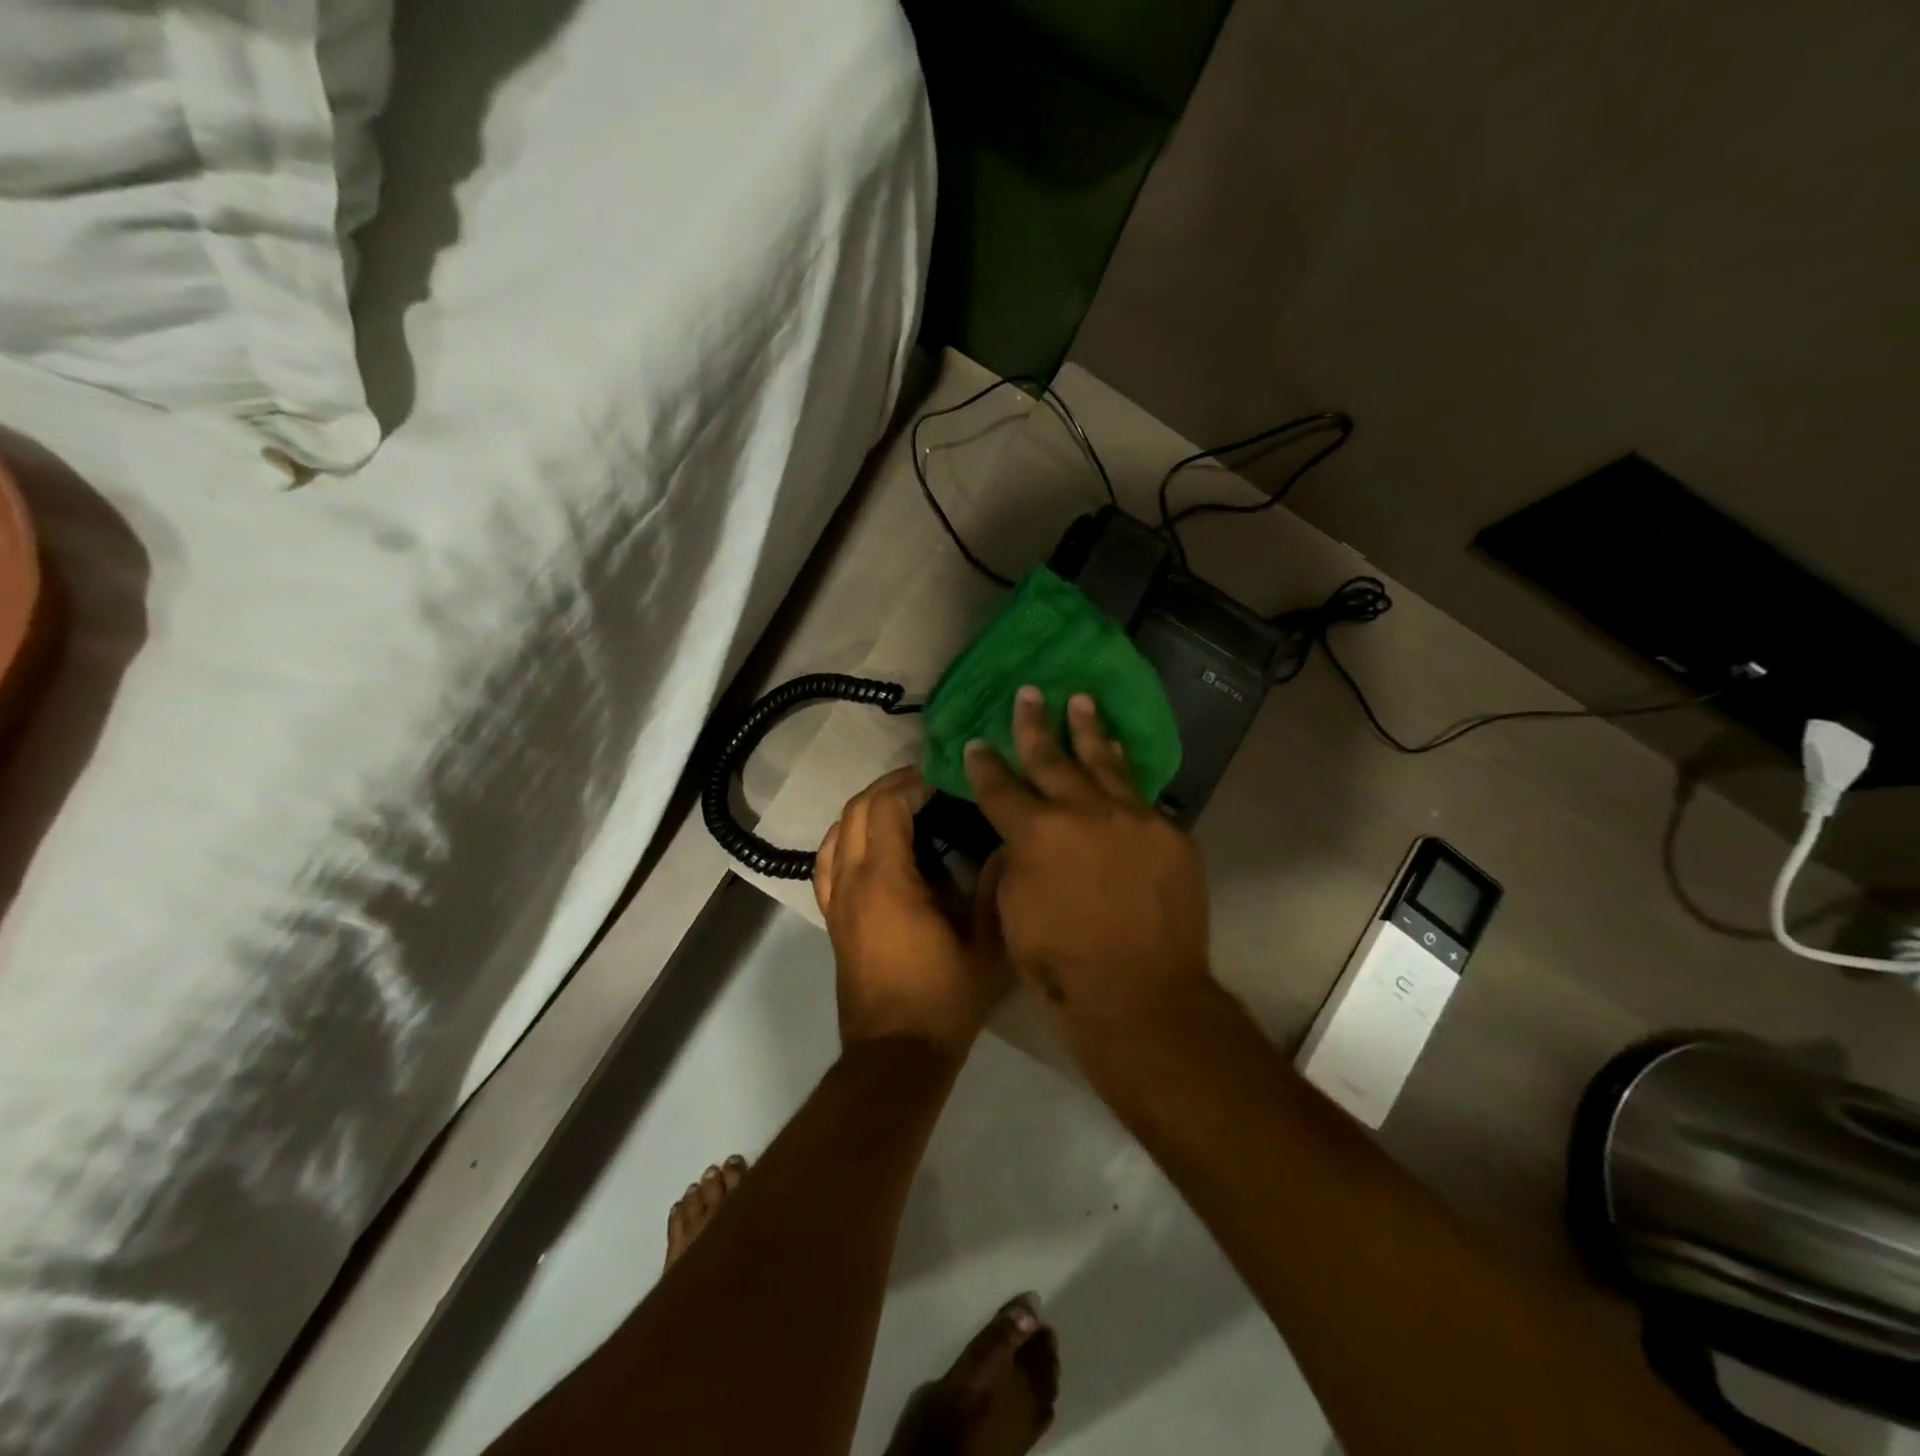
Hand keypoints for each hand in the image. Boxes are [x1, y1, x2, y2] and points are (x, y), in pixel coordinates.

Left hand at [814, 767, 1010, 1060]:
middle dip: (888, 787)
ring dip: (864, 808)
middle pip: (856, 811)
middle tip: (925, 783)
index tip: (941, 777)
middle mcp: (853, 882)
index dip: (910, 783)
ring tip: (899, 803)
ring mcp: (837, 901)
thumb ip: (993, 888)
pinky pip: (825, 862)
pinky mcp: (832, 919)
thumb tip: (1005, 845)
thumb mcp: (985, 945)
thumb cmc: (944, 999)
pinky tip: (863, 840)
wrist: (896, 1055)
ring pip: (836, 832)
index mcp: (888, 881)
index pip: (886, 807)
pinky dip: (842, 837)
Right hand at [964, 688, 1212, 1068]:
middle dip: (1034, 726)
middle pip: (1052, 758)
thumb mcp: (1013, 912)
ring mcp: (1133, 818)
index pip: (1001, 787)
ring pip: (1105, 763)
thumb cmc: (1061, 964)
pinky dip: (1126, 774)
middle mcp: (1083, 812)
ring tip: (1081, 700)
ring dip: (1089, 730)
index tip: (977, 743)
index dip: (984, 764)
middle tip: (1028, 693)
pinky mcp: (1170, 834)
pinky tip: (1121, 758)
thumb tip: (1022, 841)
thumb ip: (1015, 863)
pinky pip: (1142, 796)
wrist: (1141, 995)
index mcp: (1035, 832)